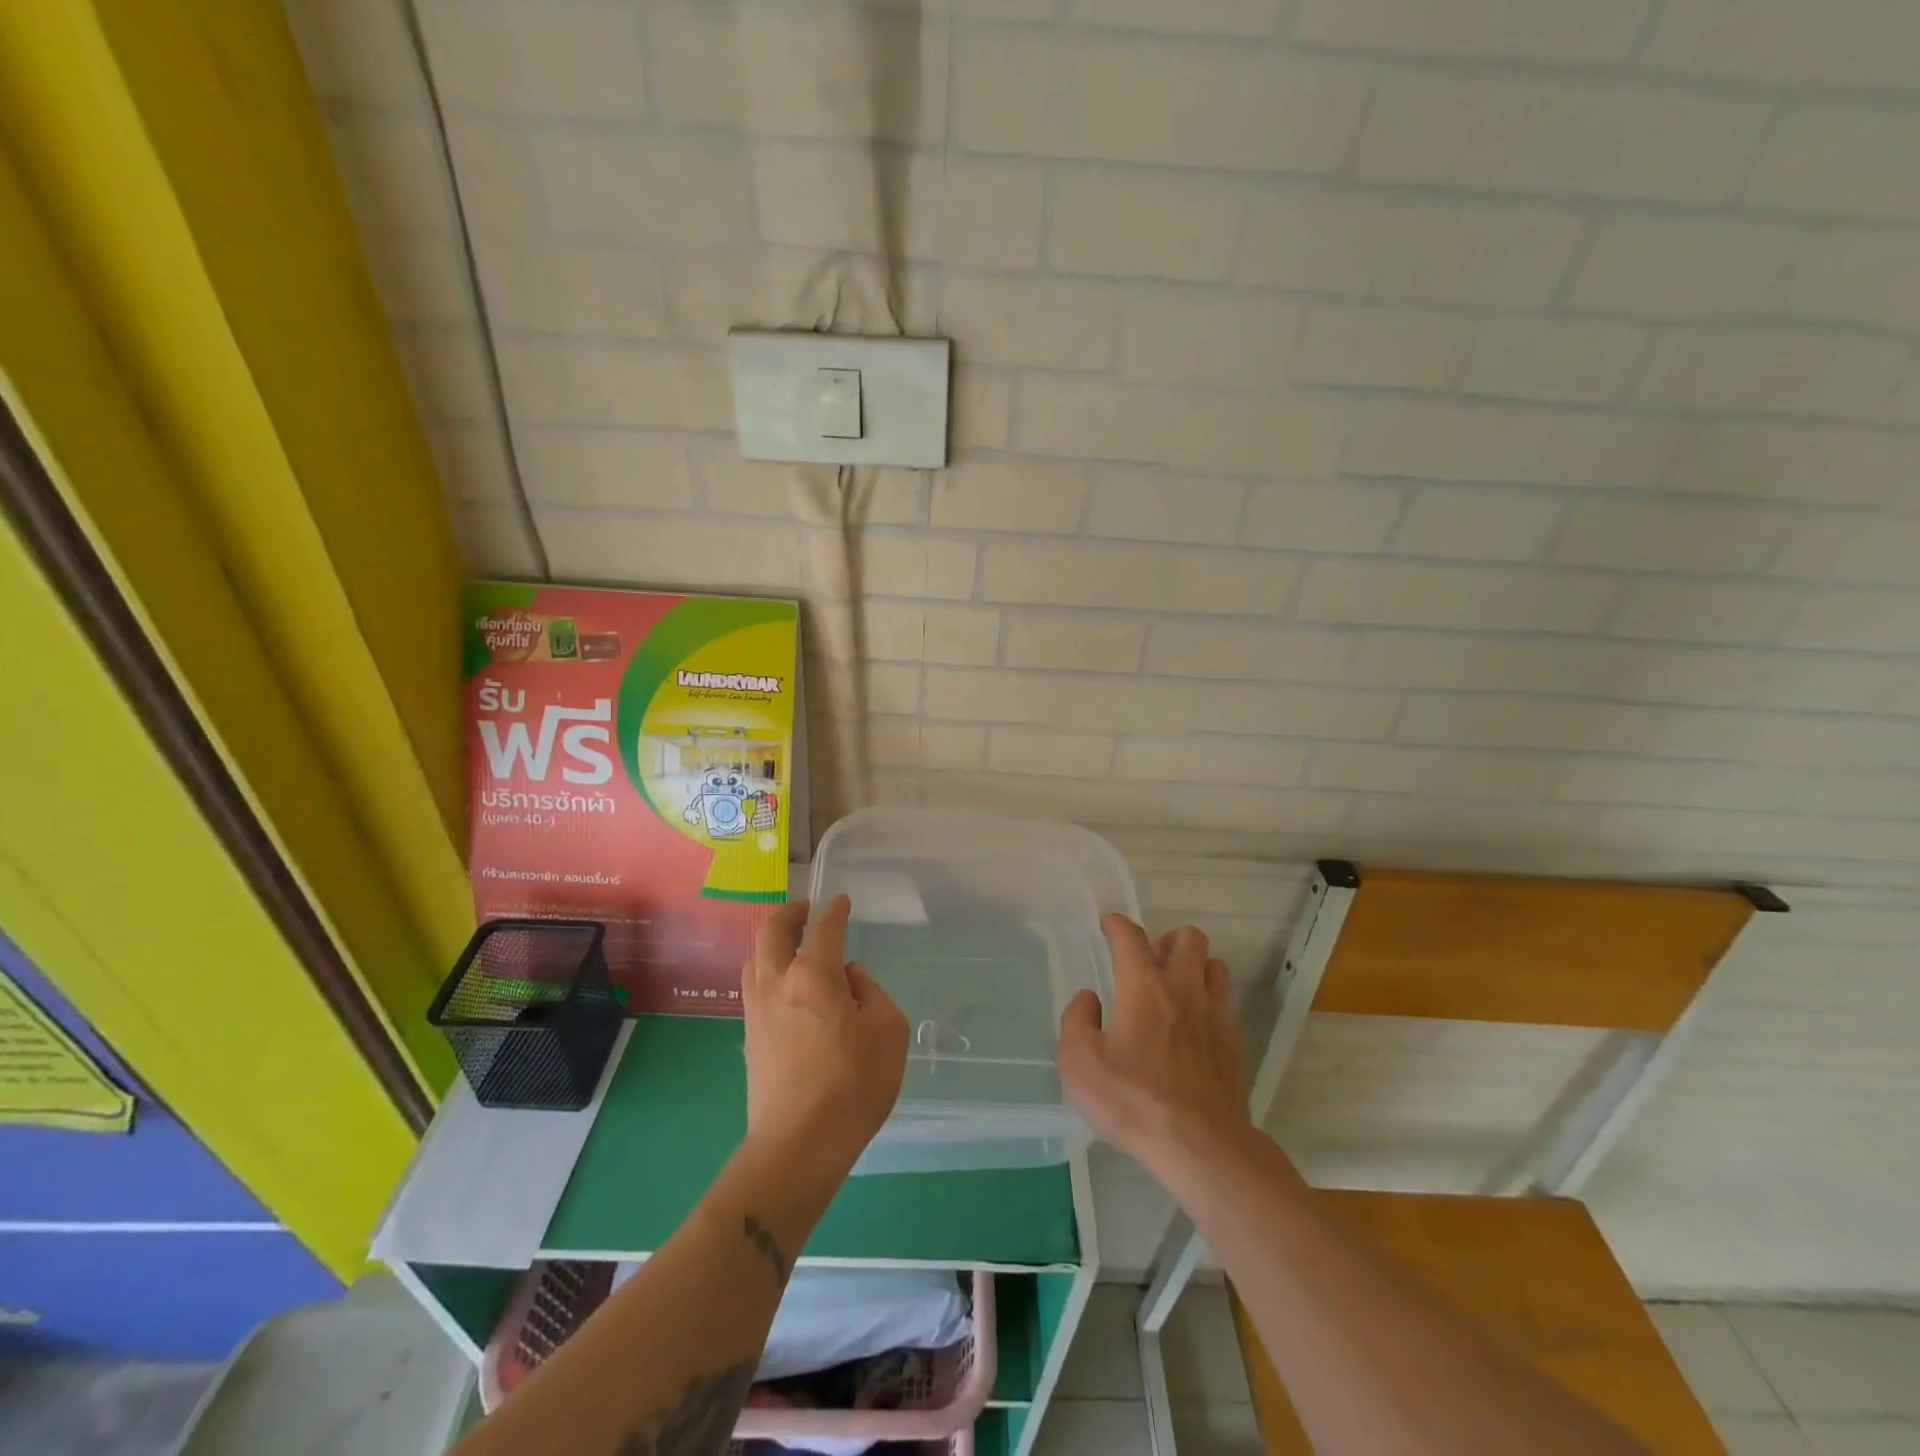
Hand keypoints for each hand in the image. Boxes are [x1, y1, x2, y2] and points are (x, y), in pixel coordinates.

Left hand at [742, 896, 909, 1175]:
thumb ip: (870, 992)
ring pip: (755, 958)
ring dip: (772, 942)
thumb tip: (848, 979)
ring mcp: (757, 1011)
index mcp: (813, 974)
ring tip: (792, 944)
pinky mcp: (749, 1038)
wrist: (797, 1146)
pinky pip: (754, 987)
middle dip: (790, 914)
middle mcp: (777, 983)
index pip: (824, 929)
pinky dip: (768, 970)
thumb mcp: (887, 1030)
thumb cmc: (853, 1084)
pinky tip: (786, 986)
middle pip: (771, 932)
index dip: (834, 911)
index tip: (841, 902)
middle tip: (807, 910)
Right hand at [1058, 917, 1250, 1170]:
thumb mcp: (1080, 1063)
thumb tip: (1088, 999)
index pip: (1131, 937)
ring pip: (1215, 966)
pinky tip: (1192, 1029)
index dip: (1117, 924)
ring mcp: (1215, 1016)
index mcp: (1144, 987)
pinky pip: (1224, 1005)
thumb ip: (1076, 1022)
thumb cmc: (1133, 1100)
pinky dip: (1208, 1003)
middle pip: (1188, 938)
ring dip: (1195, 967)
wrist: (1200, 1146)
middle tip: (1149, 961)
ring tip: (1175, 988)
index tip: (1108, 923)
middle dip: (1167, 939)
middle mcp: (1183, 989)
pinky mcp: (1234, 1045)